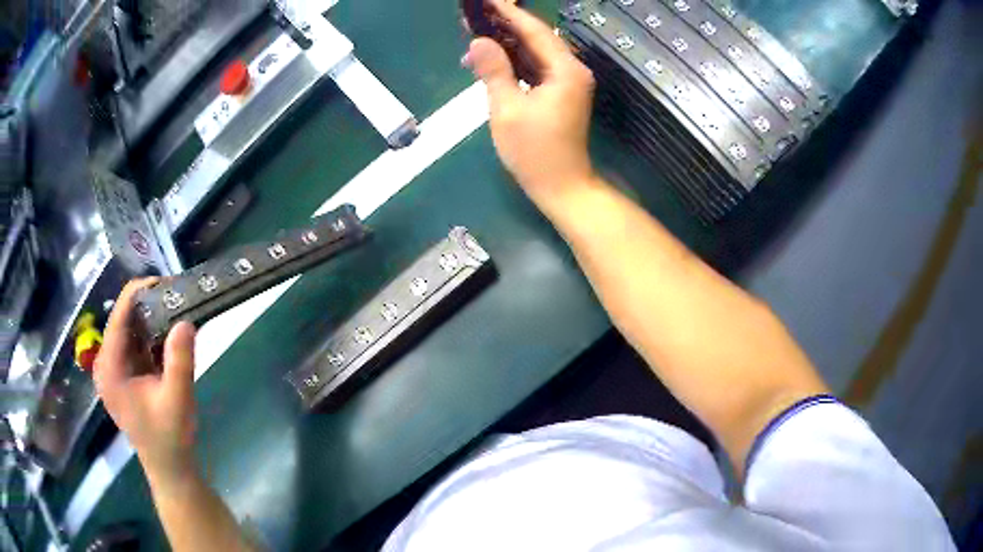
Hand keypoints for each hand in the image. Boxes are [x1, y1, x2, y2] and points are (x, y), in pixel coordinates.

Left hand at [94, 278, 197, 481]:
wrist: (169, 468)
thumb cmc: (170, 438)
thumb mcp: (177, 400)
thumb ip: (180, 361)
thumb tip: (186, 320)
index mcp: (110, 368)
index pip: (119, 316)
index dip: (139, 292)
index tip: (166, 282)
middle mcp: (106, 363)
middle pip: (123, 320)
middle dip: (149, 306)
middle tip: (177, 298)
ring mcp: (115, 370)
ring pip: (131, 330)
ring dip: (152, 320)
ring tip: (176, 310)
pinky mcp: (125, 376)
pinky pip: (136, 345)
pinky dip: (152, 336)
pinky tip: (170, 334)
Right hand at [463, 0, 597, 202]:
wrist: (562, 186)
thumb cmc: (535, 152)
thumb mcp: (507, 110)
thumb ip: (494, 71)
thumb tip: (479, 41)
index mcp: (565, 70)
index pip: (534, 31)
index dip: (509, 13)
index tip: (487, 0)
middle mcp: (572, 70)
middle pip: (537, 38)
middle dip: (505, 26)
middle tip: (474, 16)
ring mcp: (568, 82)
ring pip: (535, 53)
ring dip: (507, 44)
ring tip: (475, 34)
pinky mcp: (560, 94)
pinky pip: (536, 68)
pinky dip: (514, 63)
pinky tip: (491, 60)